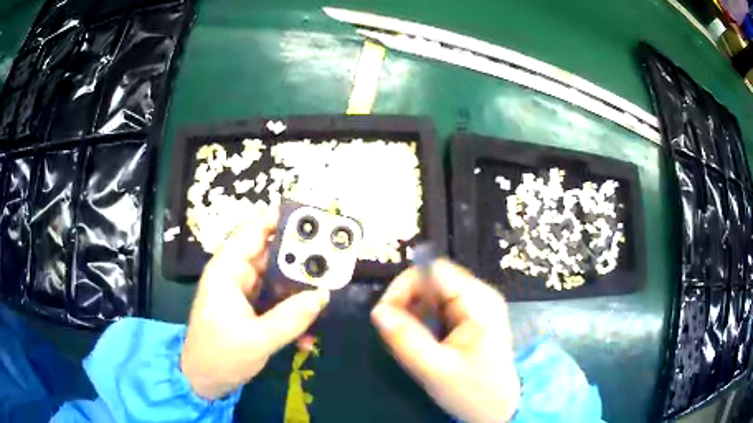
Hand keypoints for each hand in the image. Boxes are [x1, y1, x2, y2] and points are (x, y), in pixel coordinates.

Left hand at [181, 210, 330, 400]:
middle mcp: (235, 274)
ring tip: (329, 289)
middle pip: (270, 253)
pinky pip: (276, 299)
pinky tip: (309, 330)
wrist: (204, 381)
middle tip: (332, 255)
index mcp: (227, 271)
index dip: (280, 219)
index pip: (253, 232)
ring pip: (276, 277)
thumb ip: (292, 317)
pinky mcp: (250, 308)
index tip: (312, 217)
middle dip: (299, 255)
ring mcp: (243, 292)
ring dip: (299, 286)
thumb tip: (323, 295)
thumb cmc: (221, 356)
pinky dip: (292, 308)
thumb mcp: (258, 340)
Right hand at [371, 259, 519, 422]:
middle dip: (407, 300)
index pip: (433, 270)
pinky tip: (421, 338)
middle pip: (433, 279)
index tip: (385, 314)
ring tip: (406, 337)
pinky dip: (423, 317)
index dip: (404, 286)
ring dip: (413, 310)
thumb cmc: (473, 392)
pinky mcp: (472, 318)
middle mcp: (480, 296)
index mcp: (478, 302)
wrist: (499, 409)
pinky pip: (440, 306)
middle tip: (392, 329)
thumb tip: (378, 312)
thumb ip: (406, 340)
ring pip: (434, 292)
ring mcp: (477, 306)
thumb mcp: (436, 370)